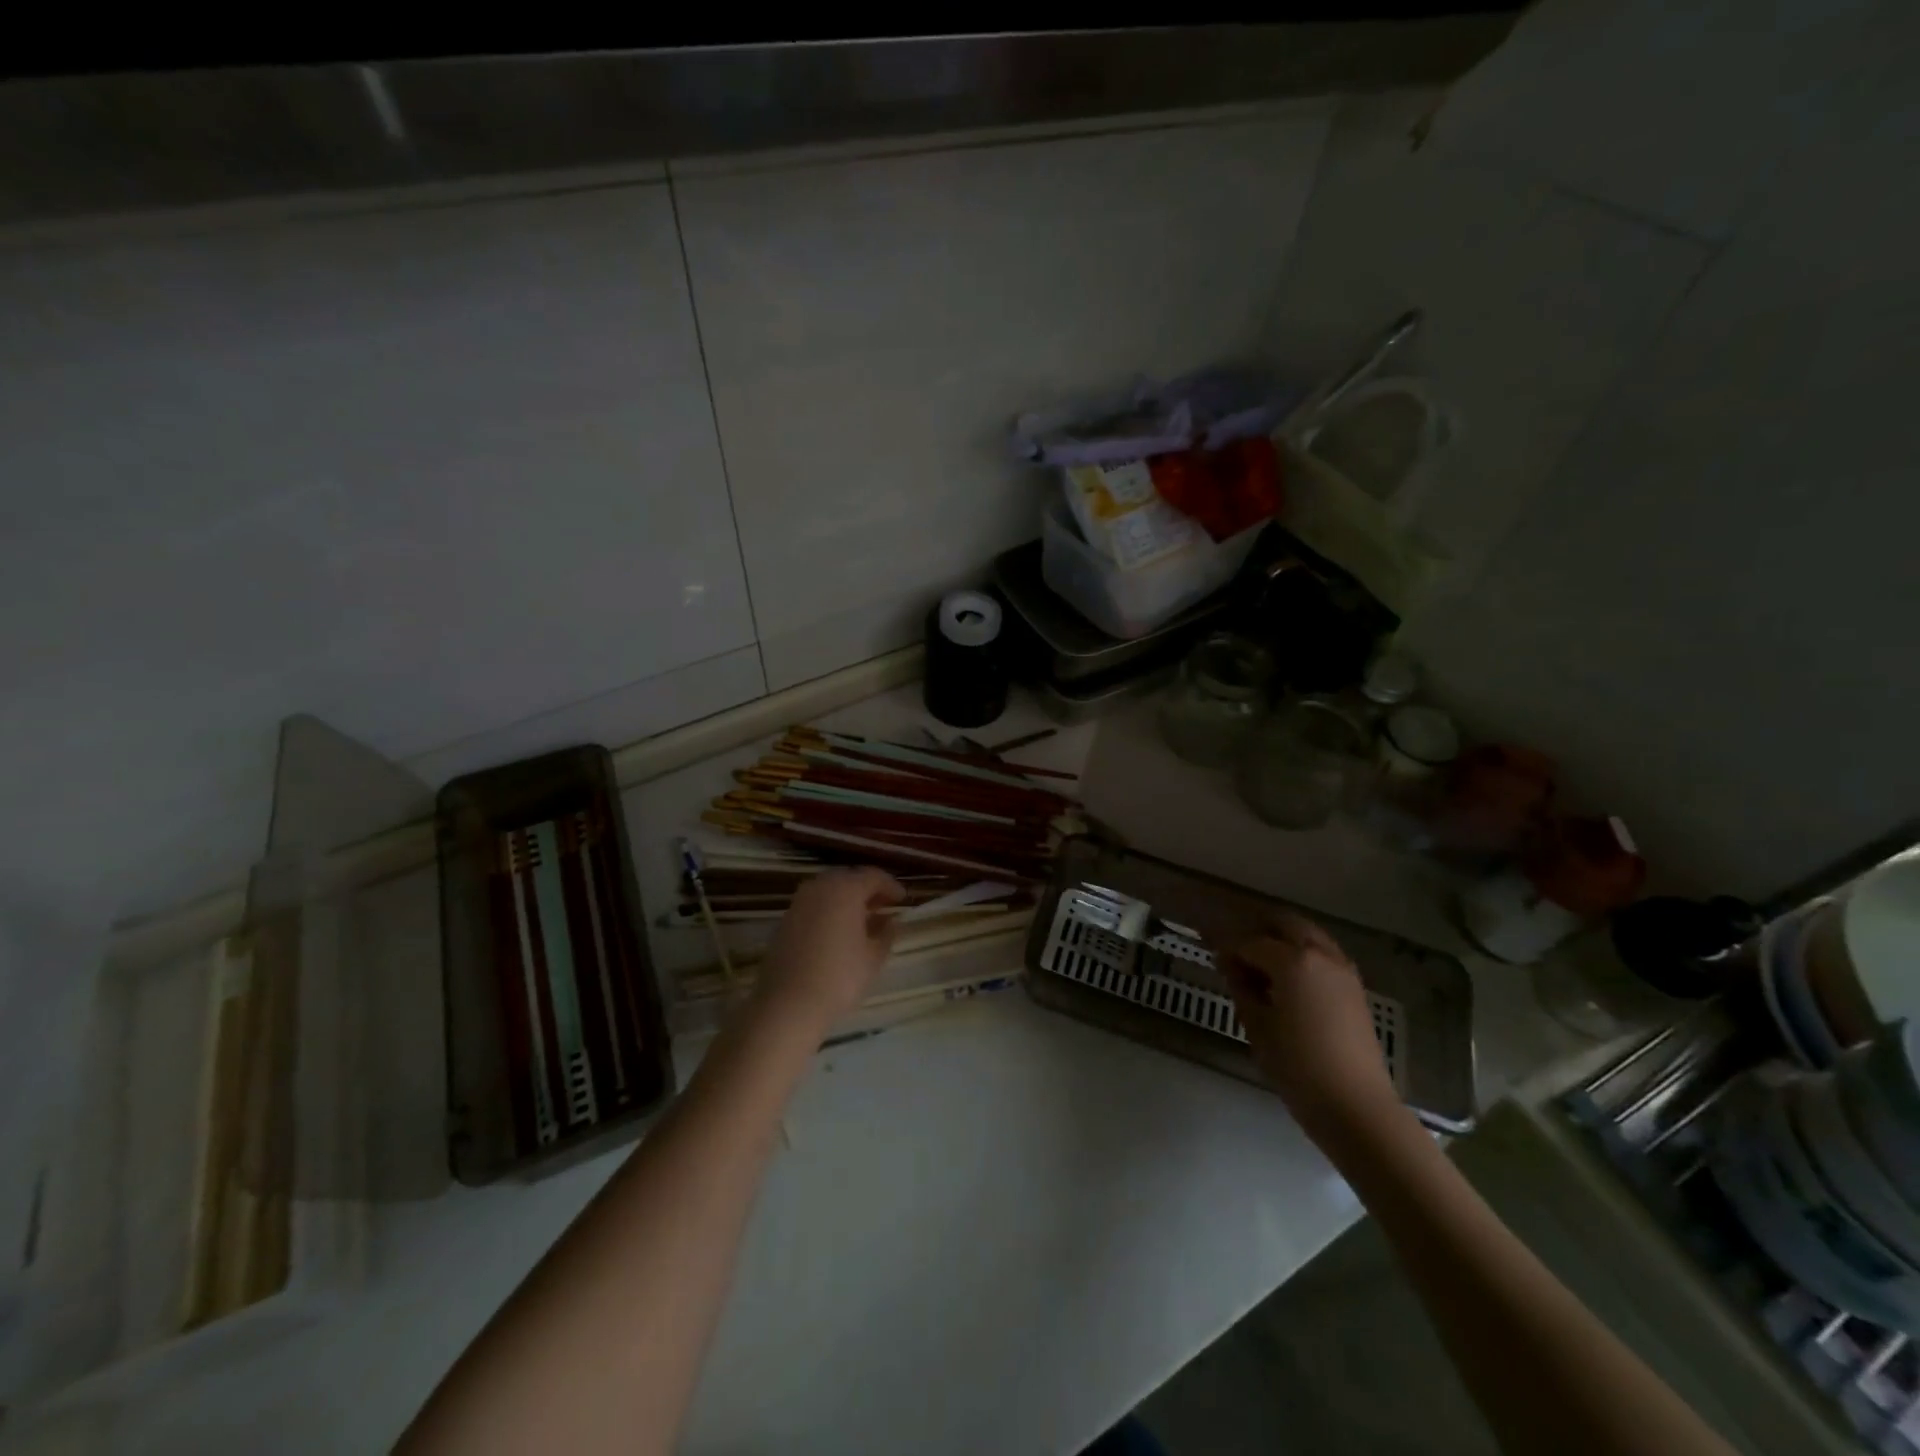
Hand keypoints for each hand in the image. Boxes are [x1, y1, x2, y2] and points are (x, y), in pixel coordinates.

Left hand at [754, 868, 905, 1028]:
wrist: (788, 1003)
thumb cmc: (840, 977)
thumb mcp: (873, 957)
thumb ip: (886, 933)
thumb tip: (892, 921)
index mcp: (846, 890)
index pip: (873, 876)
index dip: (891, 886)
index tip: (903, 900)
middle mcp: (821, 887)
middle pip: (849, 878)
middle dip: (868, 889)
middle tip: (884, 906)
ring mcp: (799, 902)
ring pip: (829, 890)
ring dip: (847, 899)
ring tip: (863, 919)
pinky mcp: (785, 920)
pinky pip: (814, 904)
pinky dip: (830, 910)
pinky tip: (838, 931)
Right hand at [1224, 910, 1400, 1136]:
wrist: (1355, 1106)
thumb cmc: (1297, 1066)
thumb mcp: (1257, 1026)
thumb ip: (1241, 987)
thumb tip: (1229, 965)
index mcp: (1293, 960)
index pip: (1250, 942)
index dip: (1227, 947)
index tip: (1210, 953)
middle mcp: (1321, 954)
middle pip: (1285, 923)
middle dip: (1258, 929)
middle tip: (1236, 948)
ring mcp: (1343, 970)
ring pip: (1309, 935)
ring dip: (1283, 938)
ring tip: (1261, 962)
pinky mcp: (1355, 989)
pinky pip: (1324, 954)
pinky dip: (1303, 954)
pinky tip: (1288, 979)